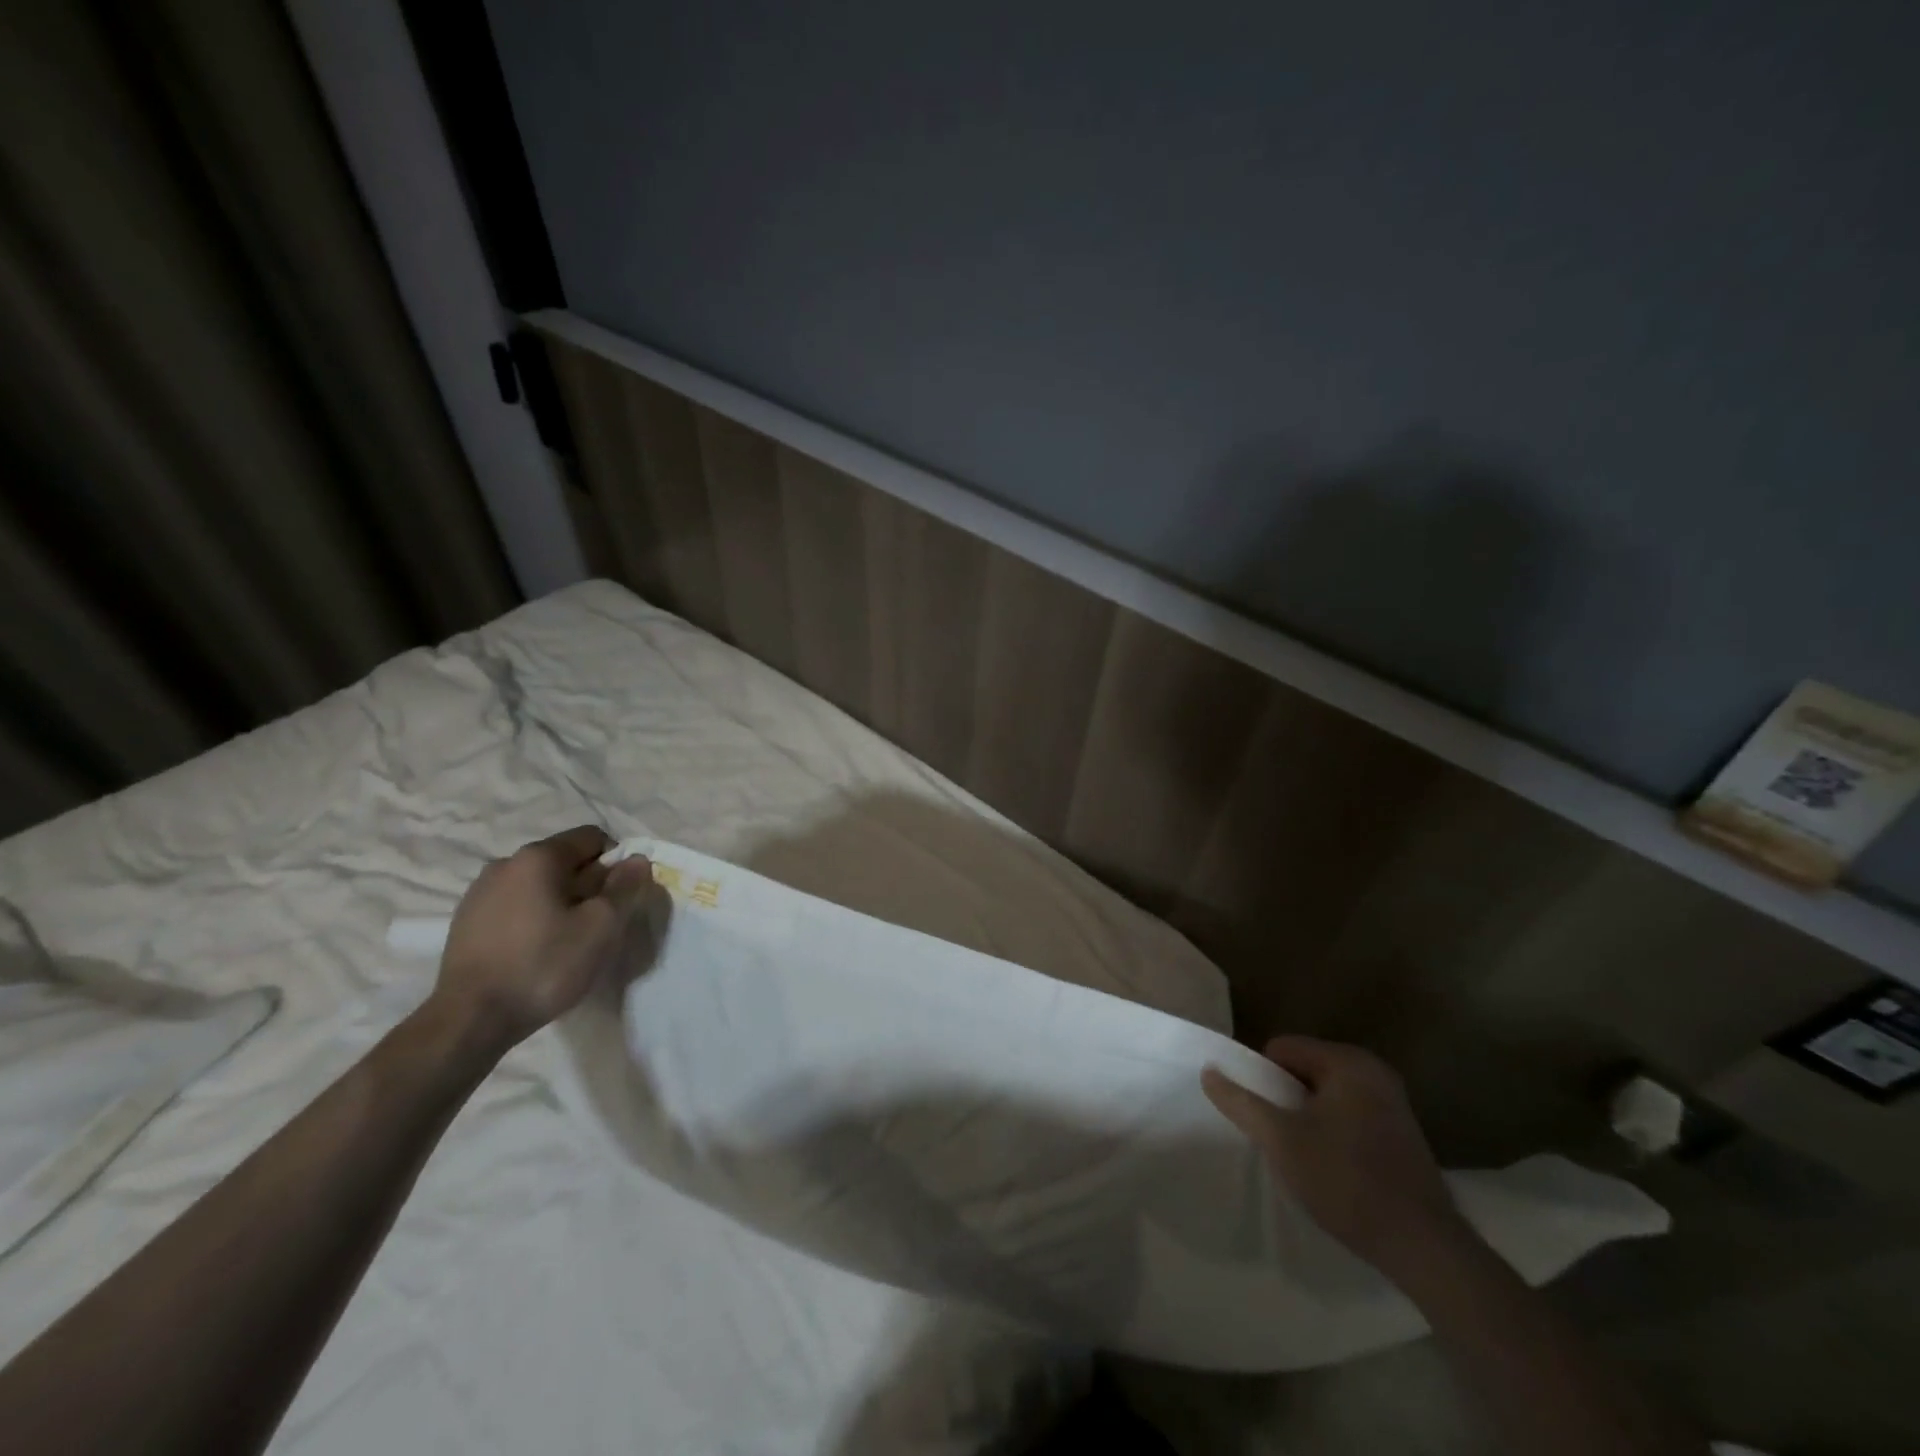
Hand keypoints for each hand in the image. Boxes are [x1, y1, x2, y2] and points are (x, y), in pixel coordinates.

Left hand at [432, 826, 655, 1056]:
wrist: (470, 1021)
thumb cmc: (544, 966)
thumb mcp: (602, 926)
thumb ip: (625, 886)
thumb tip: (637, 860)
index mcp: (538, 857)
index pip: (593, 838)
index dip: (617, 863)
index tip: (620, 899)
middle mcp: (505, 864)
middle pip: (565, 861)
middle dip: (589, 886)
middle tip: (598, 926)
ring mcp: (479, 893)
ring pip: (538, 885)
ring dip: (560, 903)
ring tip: (566, 942)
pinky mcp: (465, 922)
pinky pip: (514, 906)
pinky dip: (533, 919)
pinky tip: (536, 953)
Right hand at [1202, 1035, 1464, 1277]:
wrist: (1423, 1248)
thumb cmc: (1346, 1181)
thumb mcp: (1281, 1140)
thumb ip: (1241, 1102)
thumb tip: (1208, 1071)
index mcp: (1348, 1062)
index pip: (1282, 1048)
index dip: (1262, 1078)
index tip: (1262, 1116)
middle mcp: (1374, 1072)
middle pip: (1304, 1070)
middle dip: (1285, 1099)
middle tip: (1279, 1137)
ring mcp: (1393, 1103)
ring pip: (1326, 1096)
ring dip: (1307, 1118)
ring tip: (1303, 1156)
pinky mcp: (1403, 1134)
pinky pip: (1349, 1116)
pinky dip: (1333, 1133)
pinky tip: (1332, 1169)